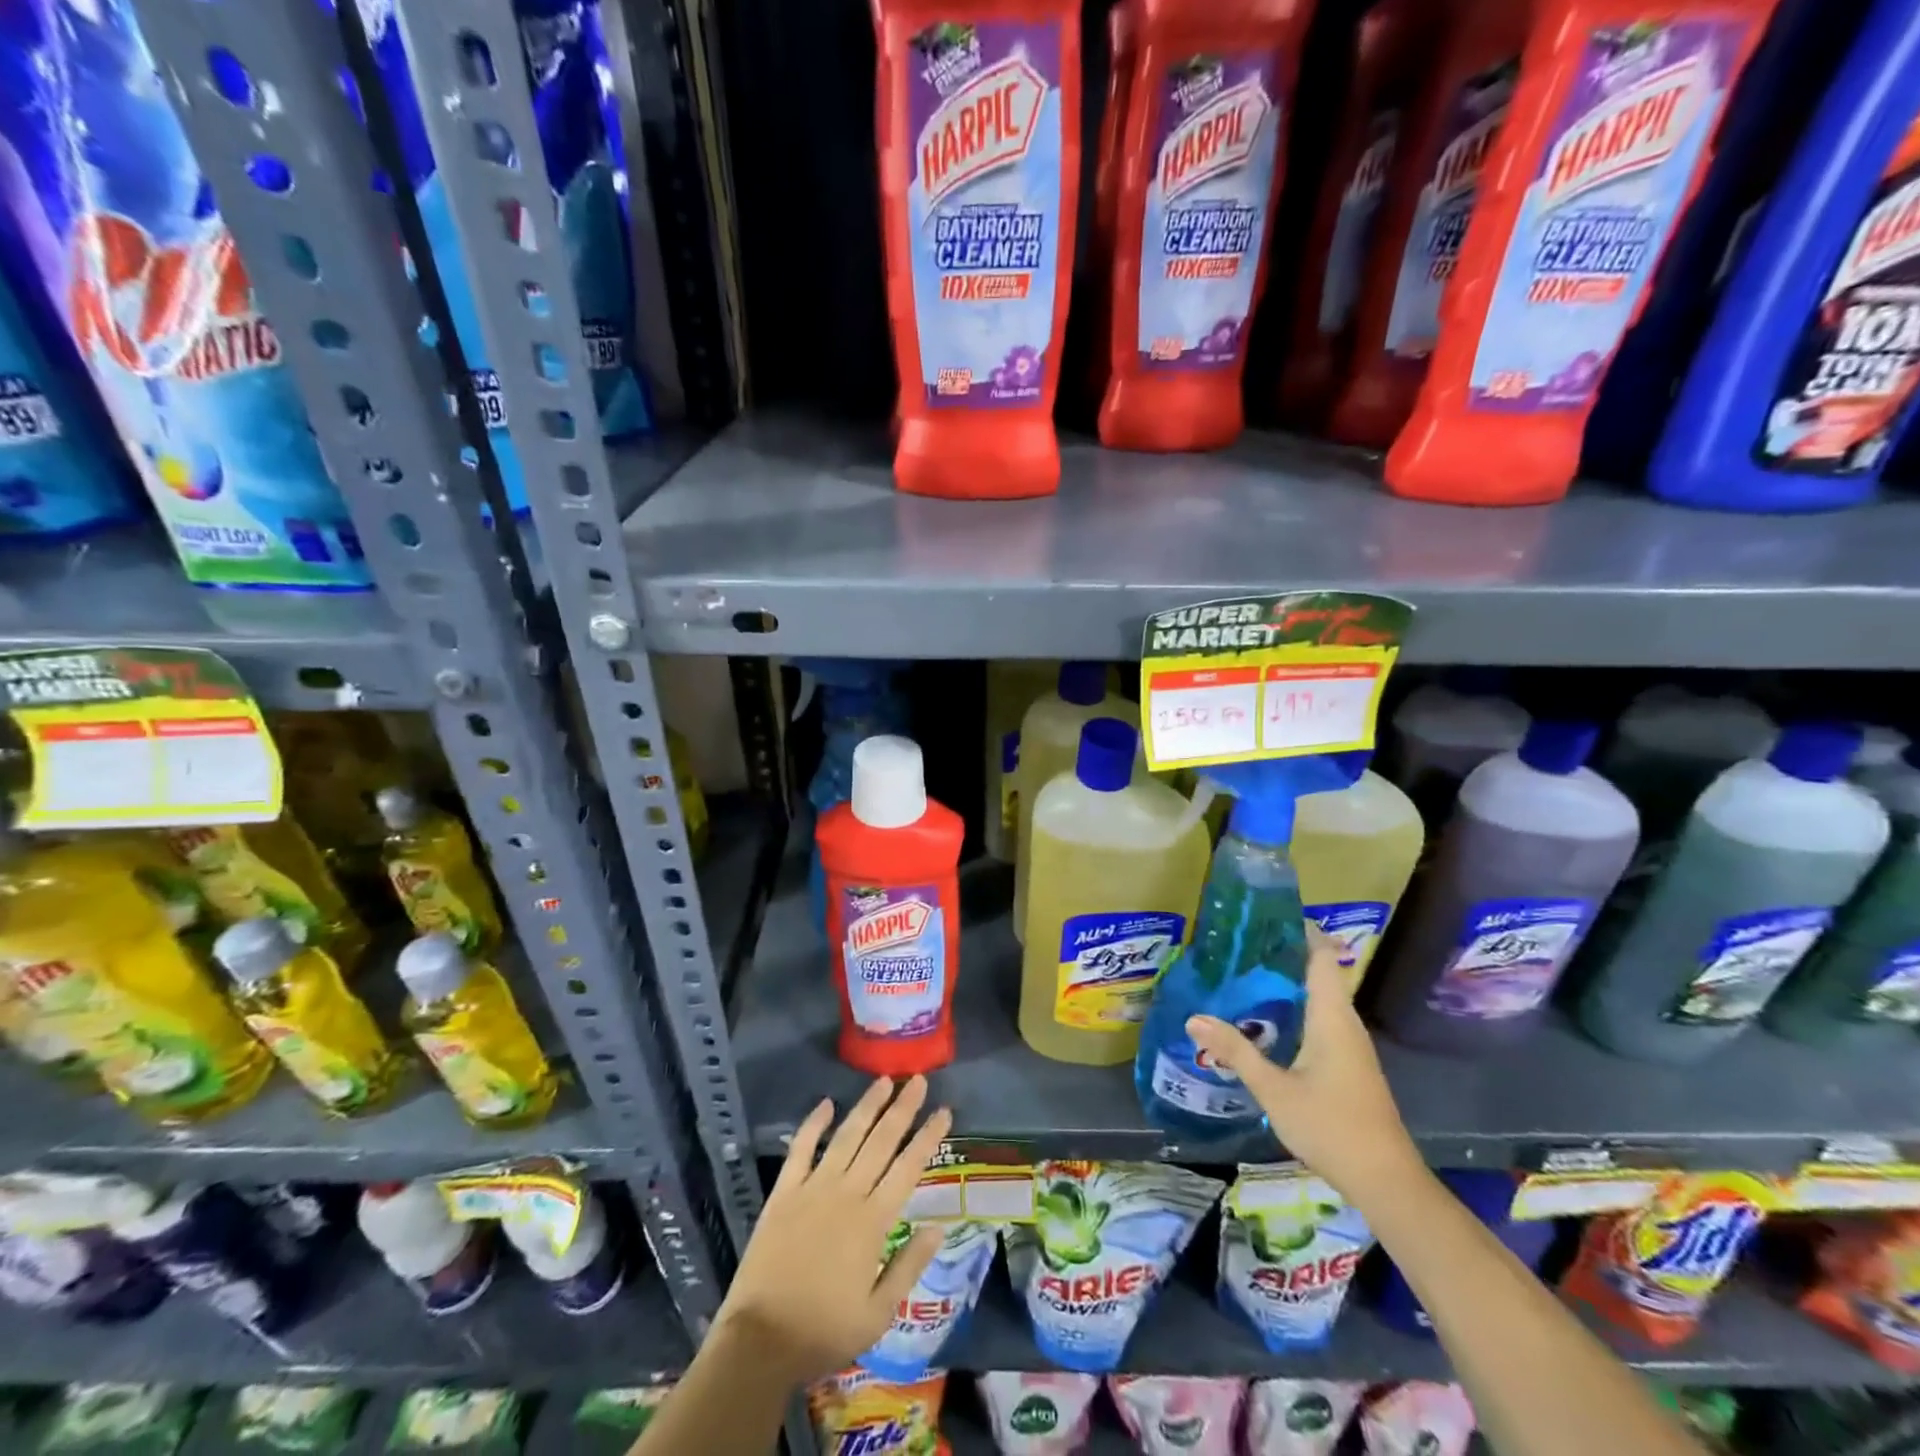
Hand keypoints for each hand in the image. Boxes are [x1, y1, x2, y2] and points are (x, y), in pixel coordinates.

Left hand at [716, 1075, 952, 1384]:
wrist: (760, 1341)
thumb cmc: (824, 1332)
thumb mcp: (878, 1314)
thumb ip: (909, 1266)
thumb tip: (938, 1228)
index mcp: (873, 1221)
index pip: (908, 1167)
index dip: (928, 1137)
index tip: (944, 1111)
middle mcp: (847, 1194)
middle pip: (881, 1141)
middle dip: (903, 1108)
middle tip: (919, 1080)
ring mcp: (813, 1188)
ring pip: (847, 1136)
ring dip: (867, 1106)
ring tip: (885, 1080)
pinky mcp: (783, 1192)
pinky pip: (801, 1149)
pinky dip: (813, 1124)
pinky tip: (826, 1103)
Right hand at [1185, 935, 1424, 1206]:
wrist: (1385, 1180)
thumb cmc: (1331, 1125)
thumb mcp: (1274, 1088)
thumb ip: (1236, 1051)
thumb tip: (1194, 1018)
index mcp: (1332, 1017)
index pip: (1323, 957)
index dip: (1303, 931)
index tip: (1270, 914)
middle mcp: (1345, 1023)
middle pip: (1320, 973)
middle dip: (1285, 954)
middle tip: (1242, 943)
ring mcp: (1351, 1045)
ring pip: (1320, 999)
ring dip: (1289, 983)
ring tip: (1246, 973)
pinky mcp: (1349, 1064)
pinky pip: (1321, 1019)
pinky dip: (1296, 1007)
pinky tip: (1267, 1019)